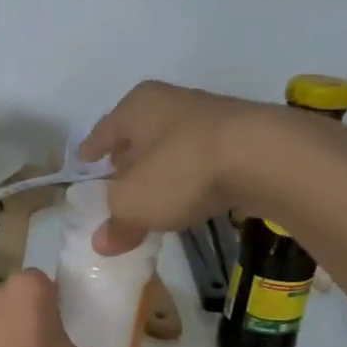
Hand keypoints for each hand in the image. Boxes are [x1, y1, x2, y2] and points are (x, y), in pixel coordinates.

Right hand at [78, 81, 281, 254]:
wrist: (264, 157)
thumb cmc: (181, 170)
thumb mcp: (134, 205)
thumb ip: (115, 223)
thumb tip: (101, 243)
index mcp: (137, 107)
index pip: (104, 130)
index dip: (91, 149)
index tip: (82, 161)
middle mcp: (171, 103)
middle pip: (139, 135)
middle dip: (127, 159)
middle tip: (115, 182)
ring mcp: (210, 118)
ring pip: (171, 146)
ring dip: (160, 169)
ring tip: (152, 194)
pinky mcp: (241, 138)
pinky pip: (200, 160)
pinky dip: (189, 177)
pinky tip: (189, 196)